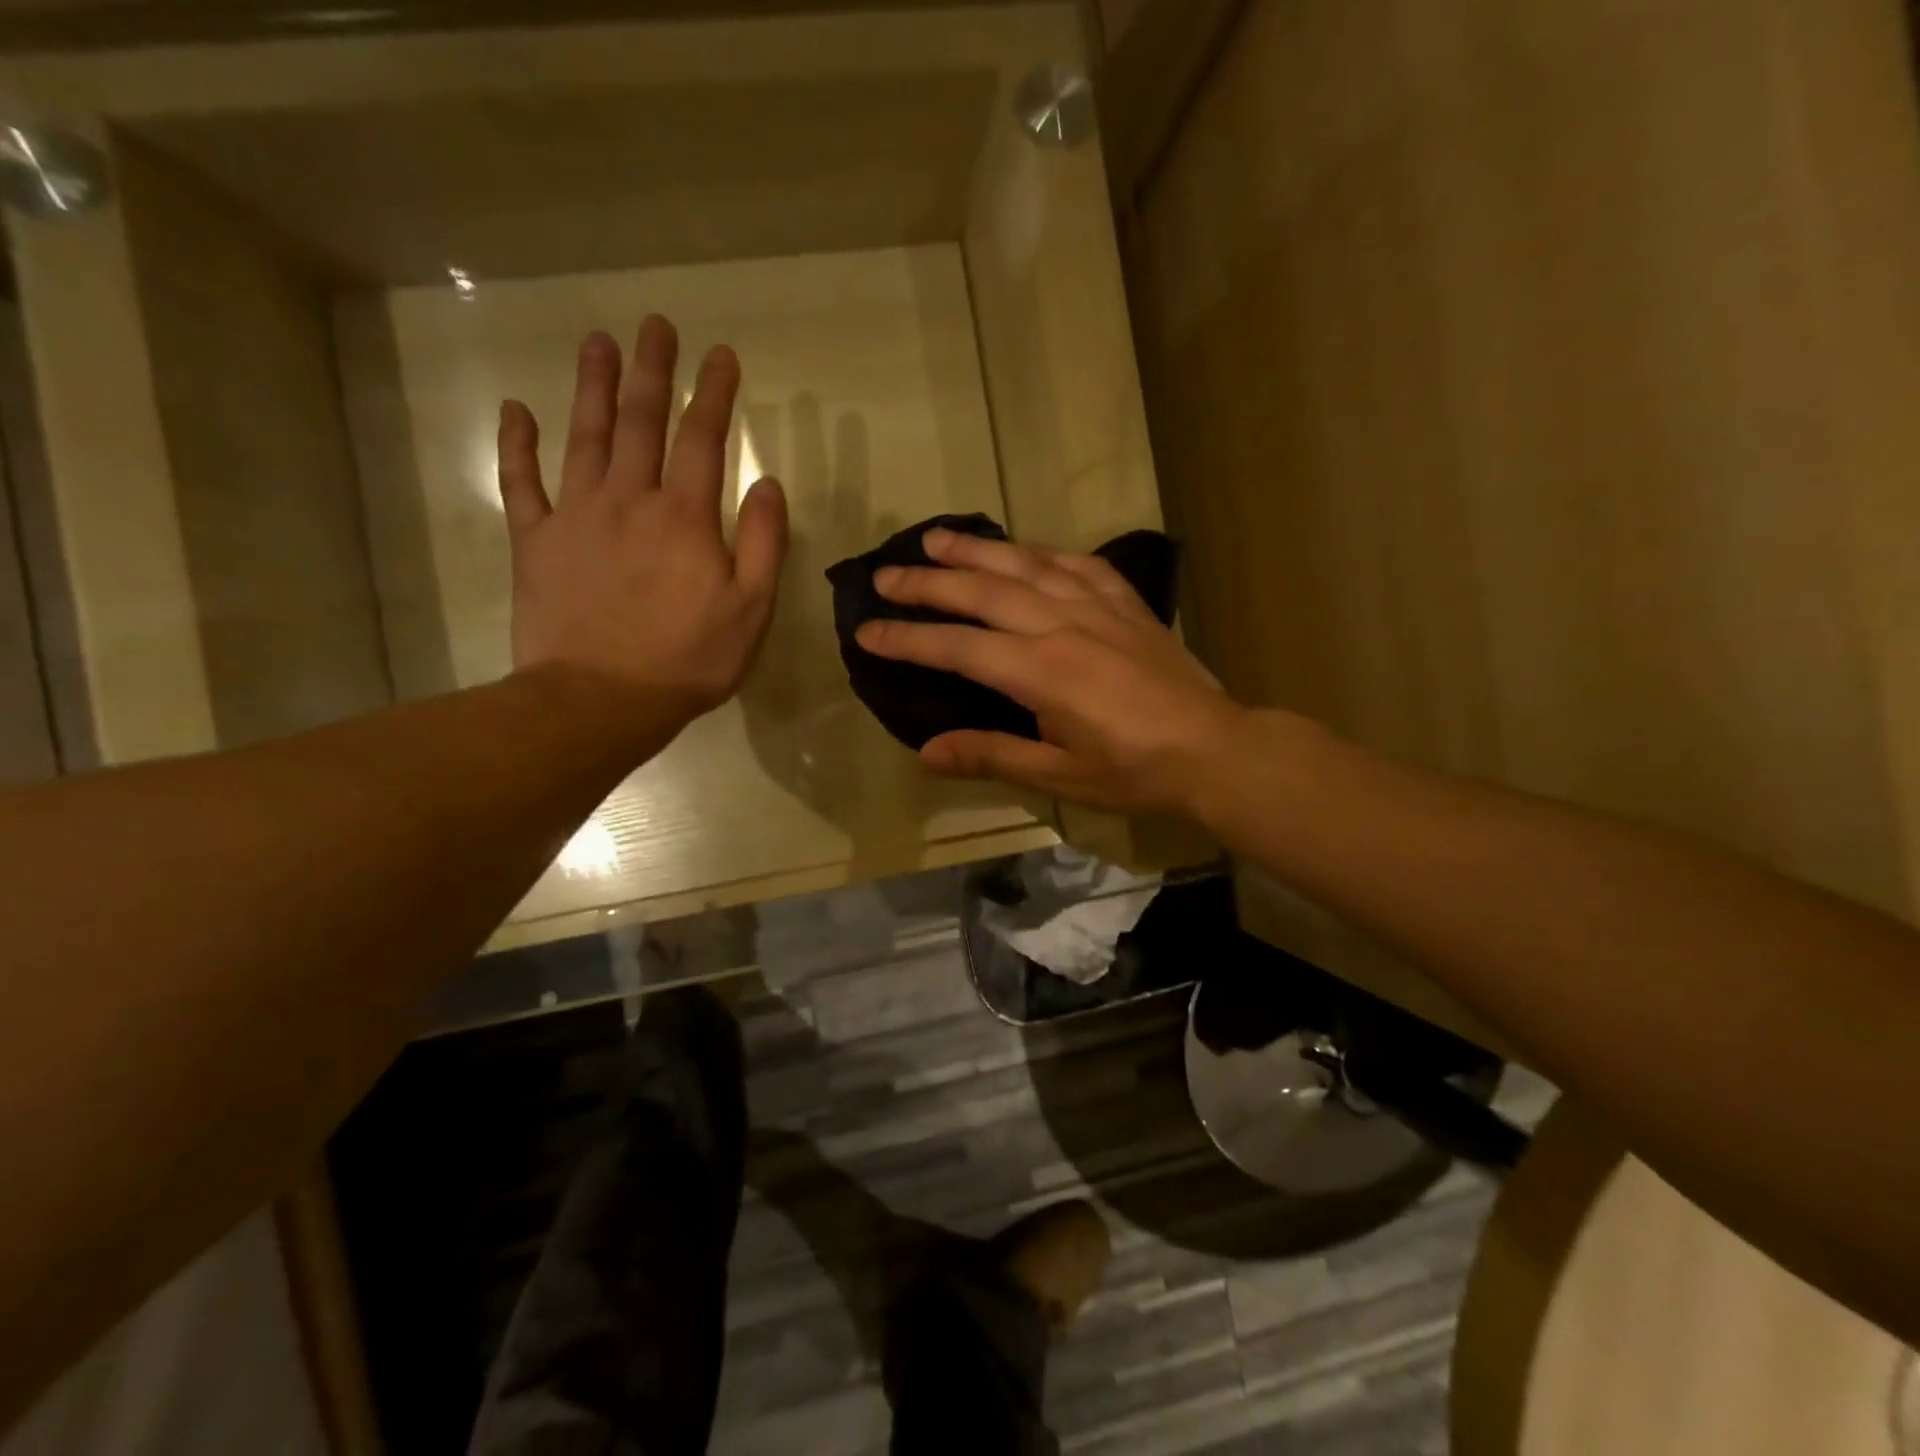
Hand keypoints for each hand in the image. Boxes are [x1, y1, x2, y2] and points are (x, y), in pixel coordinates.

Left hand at [498, 316, 787, 746]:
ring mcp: (576, 516)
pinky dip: (517, 445)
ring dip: (592, 386)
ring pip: (584, 436)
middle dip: (651, 371)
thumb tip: (769, 484)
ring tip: (598, 342)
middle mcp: (629, 500)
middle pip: (640, 421)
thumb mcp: (752, 610)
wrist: (601, 700)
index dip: (714, 393)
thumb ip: (765, 544)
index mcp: (686, 517)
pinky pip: (522, 483)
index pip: (704, 439)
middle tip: (655, 325)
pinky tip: (517, 411)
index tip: (722, 355)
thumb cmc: (689, 659)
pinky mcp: (535, 542)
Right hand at [856, 528, 1246, 816]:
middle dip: (928, 583)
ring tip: (937, 538)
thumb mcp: (1059, 775)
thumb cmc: (1134, 771)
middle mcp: (1061, 625)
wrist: (1214, 750)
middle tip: (885, 575)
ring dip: (977, 550)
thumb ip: (991, 756)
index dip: (908, 638)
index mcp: (1040, 672)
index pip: (957, 647)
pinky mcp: (1126, 602)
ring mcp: (1097, 606)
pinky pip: (1077, 563)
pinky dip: (1042, 552)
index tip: (867, 631)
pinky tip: (1024, 550)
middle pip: (982, 593)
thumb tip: (926, 753)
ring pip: (1024, 564)